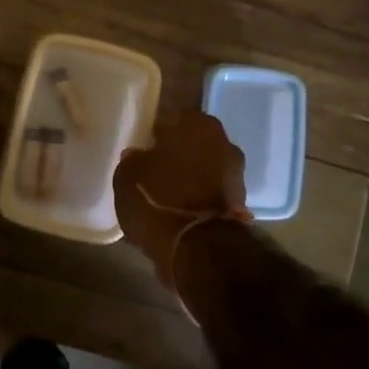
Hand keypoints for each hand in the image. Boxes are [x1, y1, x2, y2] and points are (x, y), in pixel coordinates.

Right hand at [113, 112, 247, 278]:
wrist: (198, 249)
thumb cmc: (158, 200)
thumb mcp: (128, 177)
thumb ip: (133, 160)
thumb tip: (138, 156)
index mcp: (196, 125)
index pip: (172, 119)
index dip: (157, 133)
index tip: (144, 147)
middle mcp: (223, 142)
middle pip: (194, 143)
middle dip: (178, 154)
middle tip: (155, 169)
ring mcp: (236, 174)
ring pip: (206, 168)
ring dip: (191, 177)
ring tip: (167, 194)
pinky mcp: (241, 204)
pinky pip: (212, 193)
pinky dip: (200, 199)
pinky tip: (181, 212)